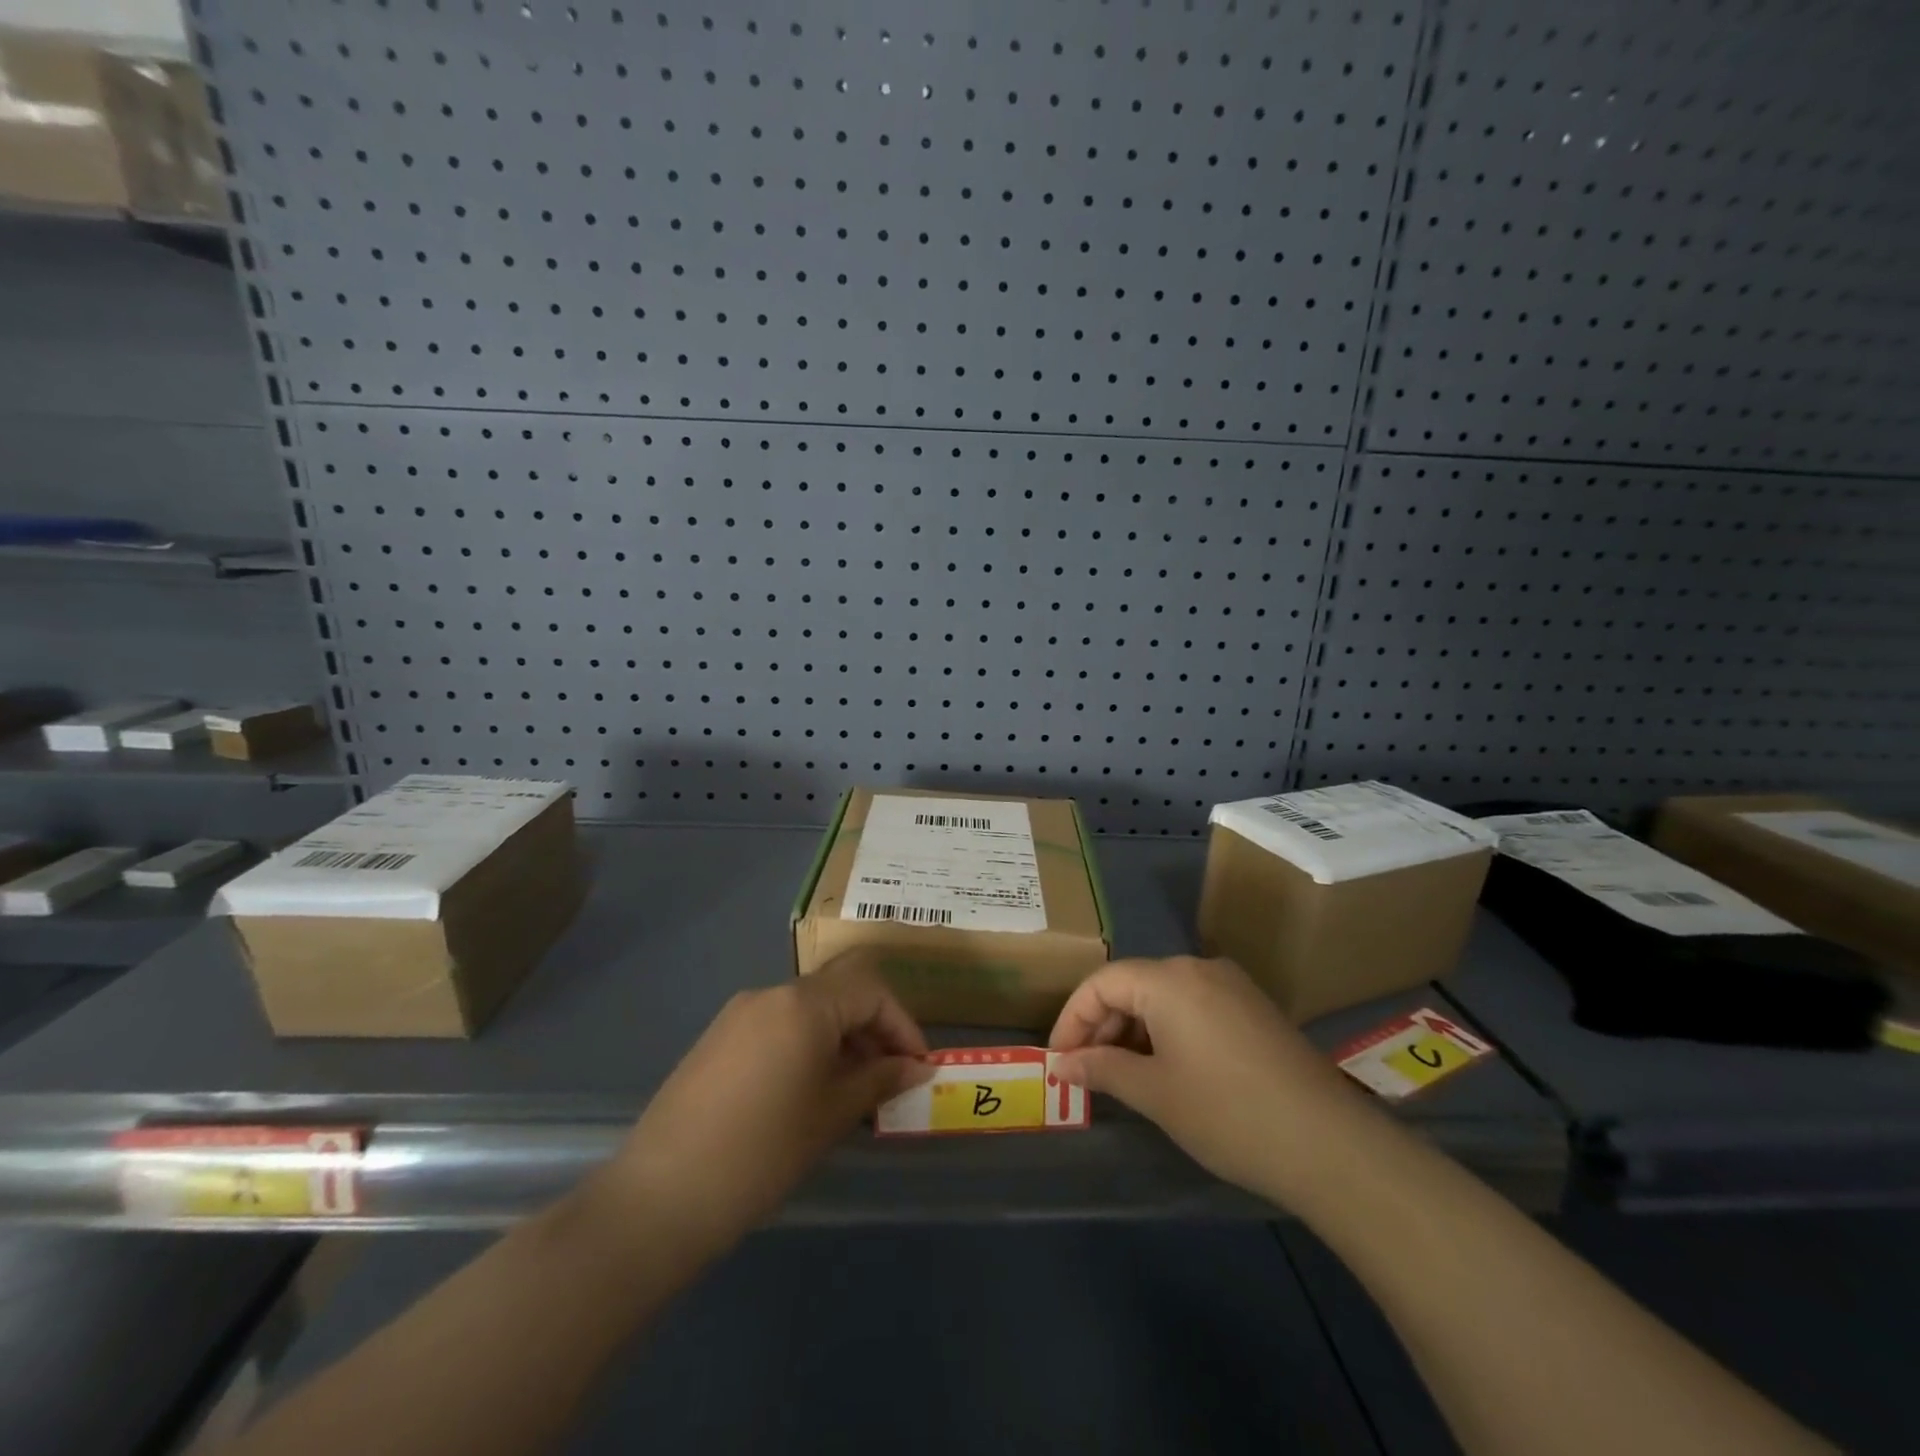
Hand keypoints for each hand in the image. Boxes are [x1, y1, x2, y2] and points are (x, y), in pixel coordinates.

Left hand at [599, 959, 930, 1261]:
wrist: (659, 1198)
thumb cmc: (761, 1153)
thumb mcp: (832, 1115)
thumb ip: (880, 1080)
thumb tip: (918, 1066)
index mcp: (803, 1003)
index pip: (871, 989)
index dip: (902, 1023)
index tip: (917, 1066)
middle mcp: (771, 994)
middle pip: (839, 989)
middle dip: (873, 1025)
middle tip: (890, 1074)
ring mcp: (739, 1014)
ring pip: (808, 1007)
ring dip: (841, 1036)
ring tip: (854, 1088)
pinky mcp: (718, 1038)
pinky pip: (778, 1025)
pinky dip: (807, 1044)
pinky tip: (808, 1090)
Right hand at [1048, 956, 1382, 1209]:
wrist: (1330, 1145)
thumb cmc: (1228, 1114)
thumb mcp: (1155, 1094)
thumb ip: (1102, 1069)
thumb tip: (1060, 1064)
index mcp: (1170, 979)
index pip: (1103, 983)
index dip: (1072, 1019)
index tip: (1058, 1060)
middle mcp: (1199, 968)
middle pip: (1133, 984)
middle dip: (1102, 1025)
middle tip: (1085, 1071)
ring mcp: (1232, 986)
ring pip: (1164, 996)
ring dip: (1134, 1029)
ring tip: (1122, 1074)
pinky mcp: (1254, 1008)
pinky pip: (1194, 1006)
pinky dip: (1167, 1030)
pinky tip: (1166, 1068)